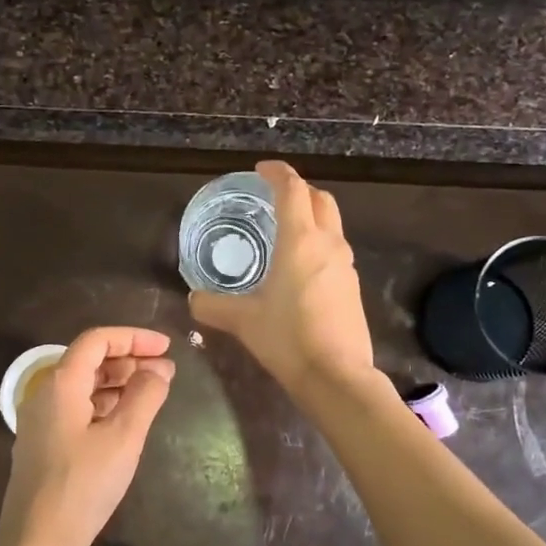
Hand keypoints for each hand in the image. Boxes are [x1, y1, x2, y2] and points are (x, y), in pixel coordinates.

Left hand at [0, 326, 174, 545]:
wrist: (36, 542)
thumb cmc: (83, 485)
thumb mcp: (123, 438)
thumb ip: (145, 396)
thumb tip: (160, 368)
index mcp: (61, 384)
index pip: (97, 341)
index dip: (133, 337)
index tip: (166, 347)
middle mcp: (45, 394)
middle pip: (89, 360)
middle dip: (128, 359)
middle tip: (164, 372)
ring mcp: (41, 420)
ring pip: (83, 386)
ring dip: (118, 383)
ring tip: (152, 393)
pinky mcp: (43, 443)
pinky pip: (77, 408)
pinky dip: (104, 404)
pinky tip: (126, 419)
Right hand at [189, 160, 374, 393]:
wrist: (336, 376)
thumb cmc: (287, 338)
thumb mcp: (242, 321)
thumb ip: (212, 306)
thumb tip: (193, 299)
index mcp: (300, 241)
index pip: (292, 189)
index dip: (277, 173)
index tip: (261, 170)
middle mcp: (328, 244)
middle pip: (320, 199)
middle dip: (299, 190)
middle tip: (274, 197)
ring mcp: (345, 265)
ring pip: (332, 225)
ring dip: (312, 217)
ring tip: (285, 231)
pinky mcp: (352, 287)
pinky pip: (335, 250)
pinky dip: (318, 244)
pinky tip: (299, 268)